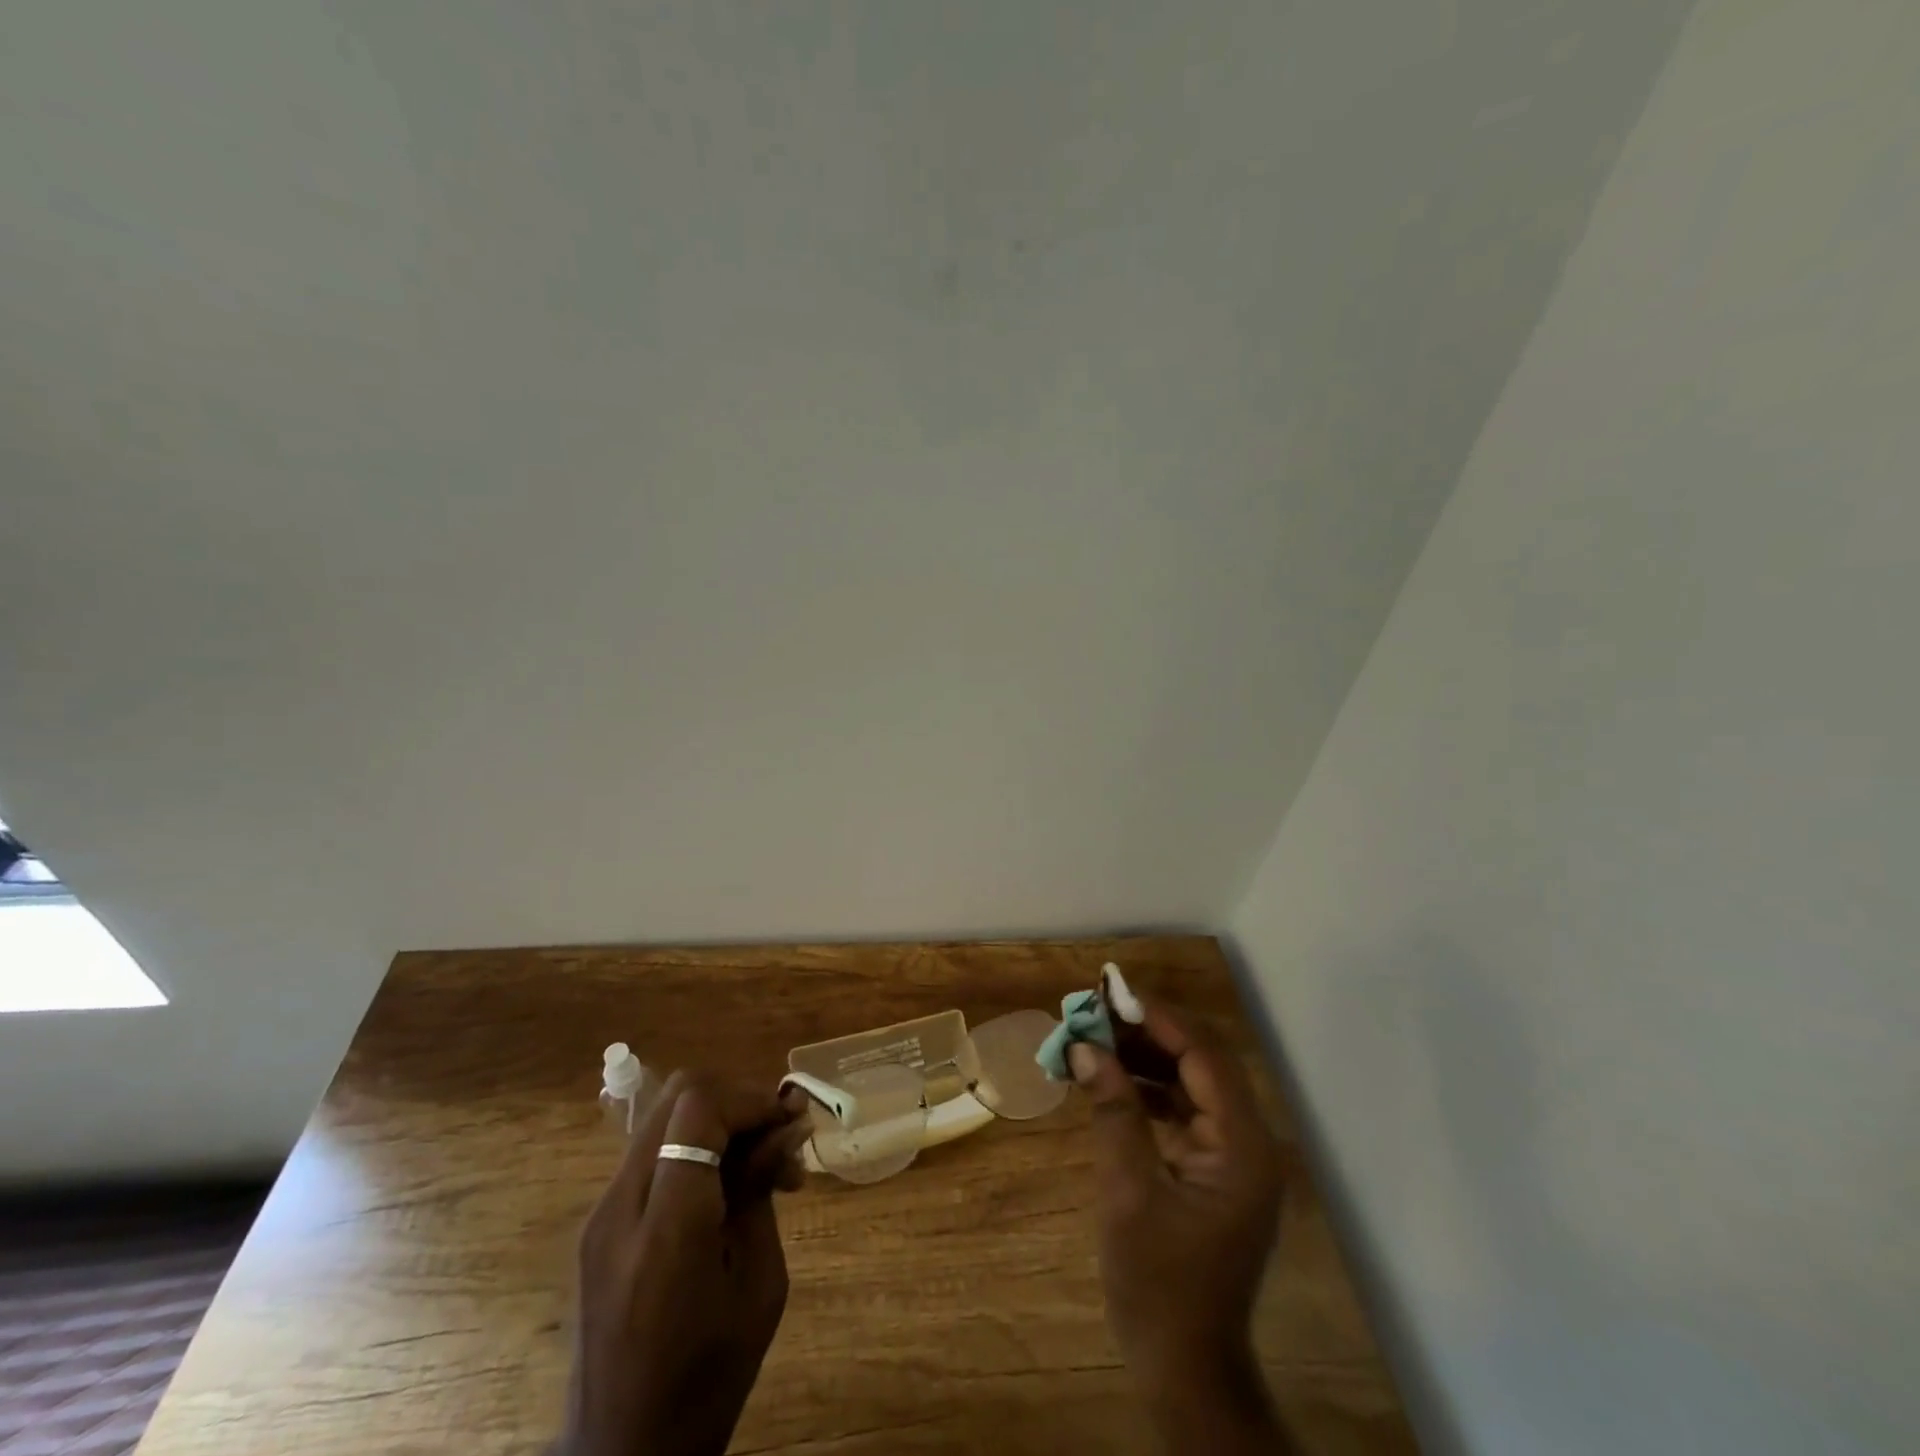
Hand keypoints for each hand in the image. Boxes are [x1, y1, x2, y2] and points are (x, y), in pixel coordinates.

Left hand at [556, 1071, 812, 1455]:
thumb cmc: (707, 1383)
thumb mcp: (760, 1286)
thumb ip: (764, 1193)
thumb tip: (786, 1127)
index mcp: (666, 1230)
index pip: (698, 1108)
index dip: (751, 1098)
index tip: (790, 1122)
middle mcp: (620, 1206)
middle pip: (678, 1095)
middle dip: (737, 1099)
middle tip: (778, 1136)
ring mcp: (601, 1213)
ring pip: (665, 1115)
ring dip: (718, 1119)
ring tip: (760, 1164)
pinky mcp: (597, 1223)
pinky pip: (652, 1150)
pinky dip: (695, 1144)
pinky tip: (724, 1185)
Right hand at [1069, 999, 1288, 1452]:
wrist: (1185, 1370)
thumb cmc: (1158, 1286)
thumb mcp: (1128, 1193)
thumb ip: (1113, 1112)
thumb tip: (1087, 1049)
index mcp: (1242, 1146)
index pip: (1204, 1056)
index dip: (1158, 1019)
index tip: (1111, 995)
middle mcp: (1247, 1142)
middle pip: (1201, 1062)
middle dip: (1148, 1033)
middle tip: (1096, 1012)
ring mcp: (1232, 1157)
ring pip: (1191, 1082)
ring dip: (1145, 1058)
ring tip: (1095, 1038)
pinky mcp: (1214, 1170)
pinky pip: (1183, 1110)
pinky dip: (1148, 1090)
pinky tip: (1110, 1081)